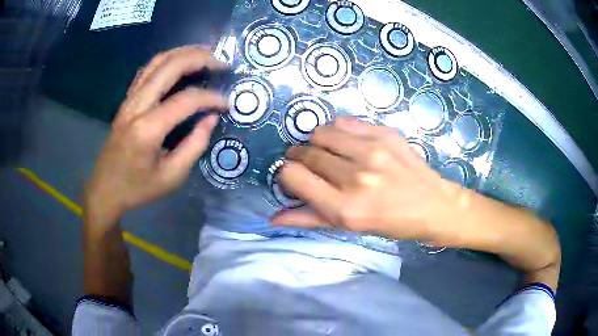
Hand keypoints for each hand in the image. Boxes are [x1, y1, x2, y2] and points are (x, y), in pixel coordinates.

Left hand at [85, 47, 228, 226]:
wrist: (105, 189)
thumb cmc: (137, 188)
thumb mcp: (172, 177)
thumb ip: (195, 146)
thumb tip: (210, 118)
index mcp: (148, 129)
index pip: (186, 100)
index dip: (211, 97)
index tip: (227, 104)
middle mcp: (137, 106)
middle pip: (170, 66)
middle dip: (200, 58)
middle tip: (221, 62)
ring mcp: (129, 100)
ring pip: (157, 61)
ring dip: (184, 52)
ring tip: (206, 54)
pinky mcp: (126, 100)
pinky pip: (147, 70)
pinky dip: (167, 60)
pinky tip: (180, 63)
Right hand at [272, 117, 463, 240]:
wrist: (432, 205)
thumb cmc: (390, 223)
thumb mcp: (349, 228)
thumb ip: (309, 219)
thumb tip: (274, 217)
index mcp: (344, 208)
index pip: (293, 176)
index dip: (287, 174)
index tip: (294, 177)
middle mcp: (355, 177)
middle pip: (306, 153)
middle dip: (299, 158)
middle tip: (309, 164)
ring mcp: (371, 152)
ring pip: (321, 133)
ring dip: (317, 142)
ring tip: (328, 152)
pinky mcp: (384, 134)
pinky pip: (344, 122)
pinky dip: (337, 131)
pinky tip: (346, 142)